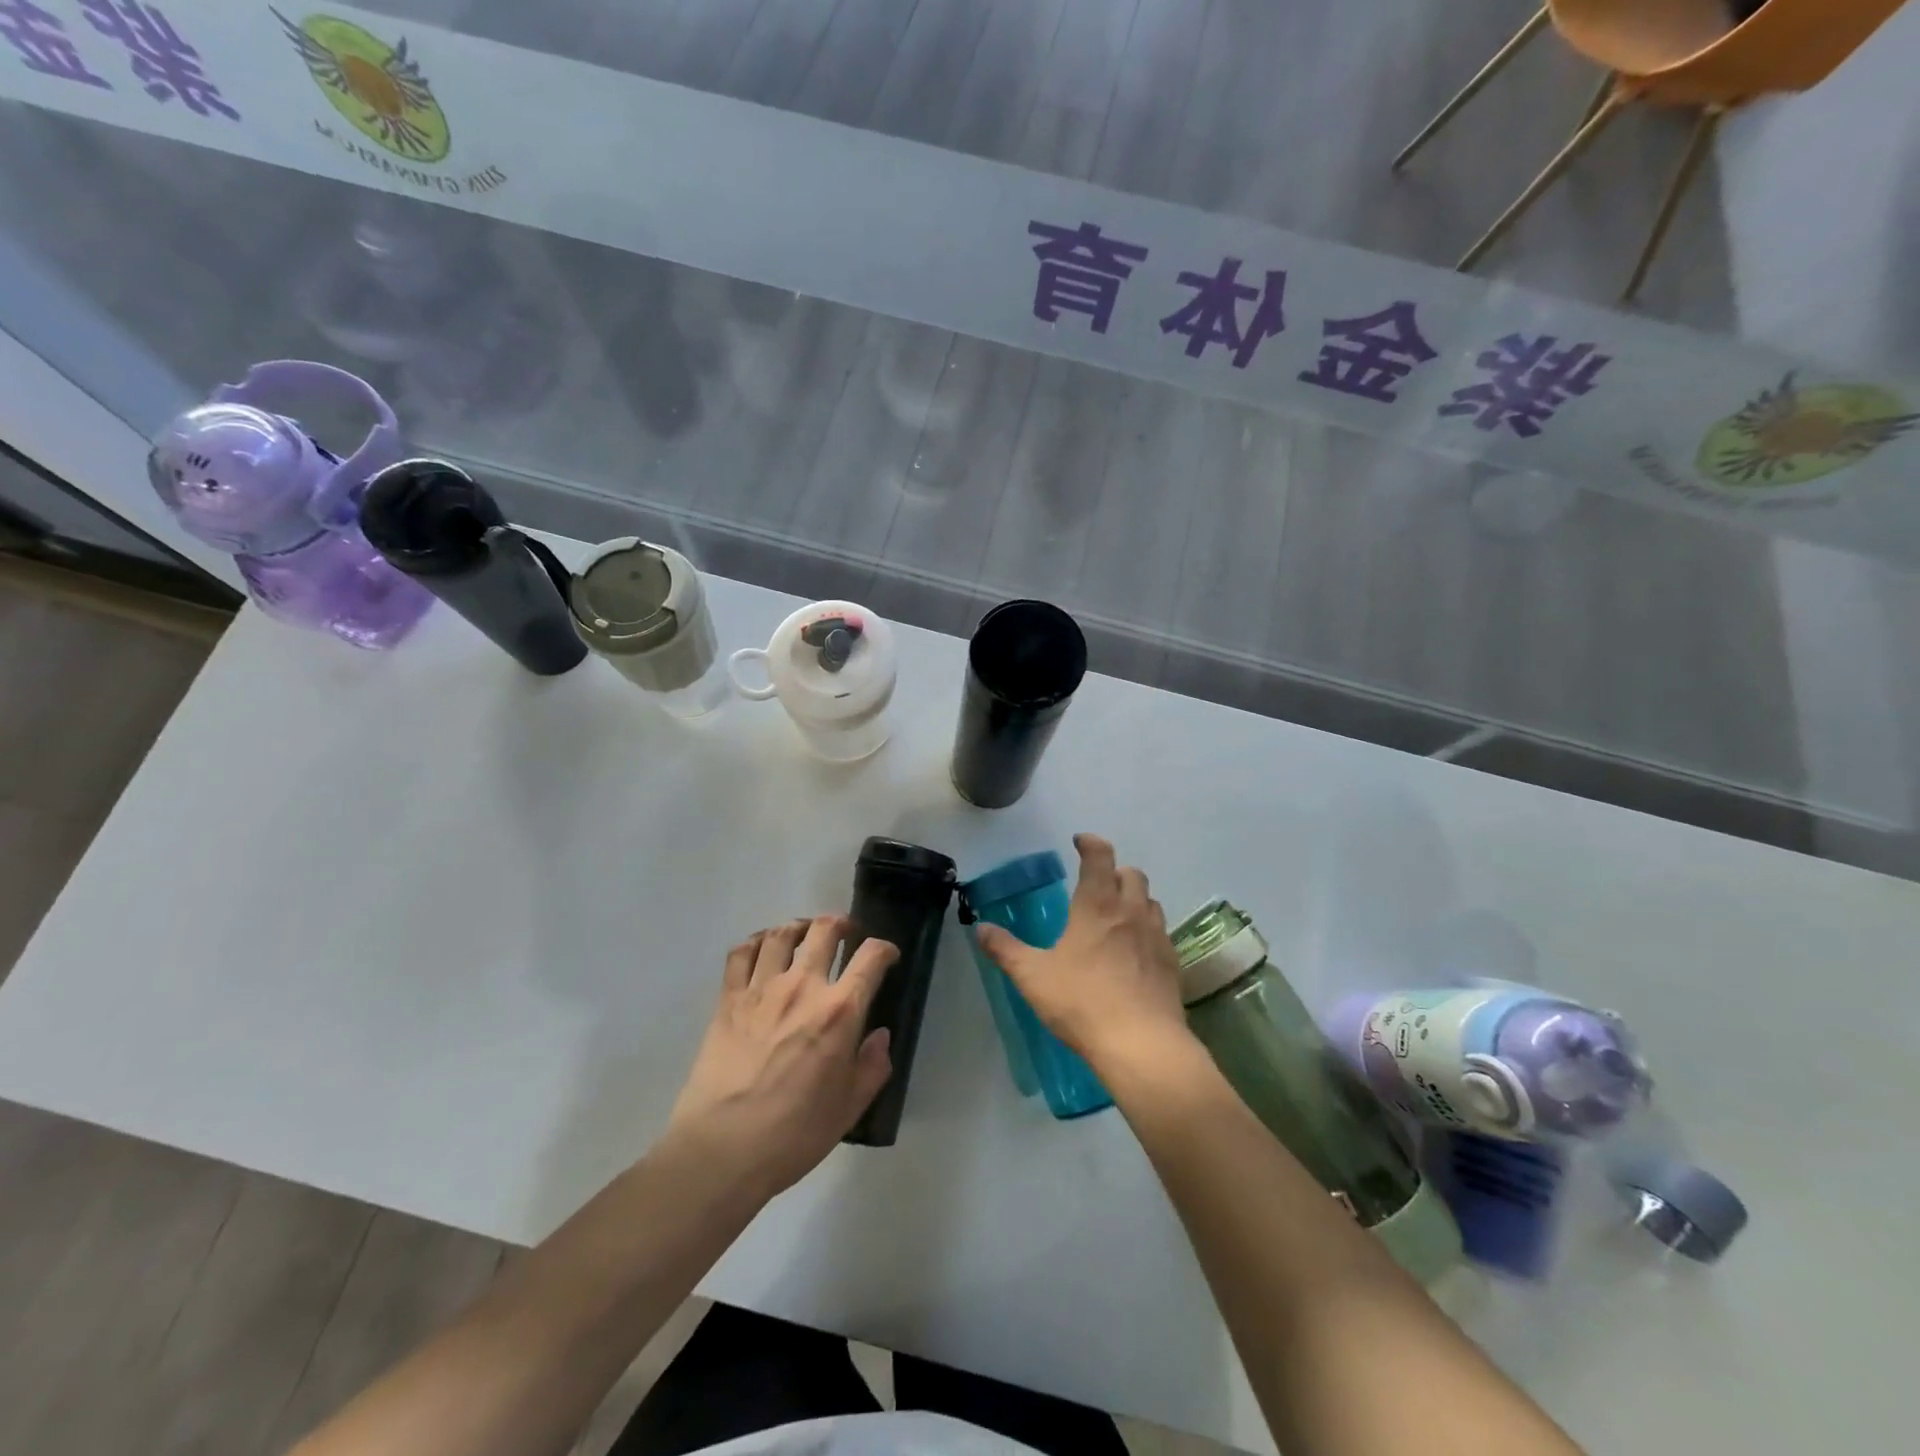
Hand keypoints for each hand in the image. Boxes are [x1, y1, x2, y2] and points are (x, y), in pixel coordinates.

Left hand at [666, 917, 895, 1200]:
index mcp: (840, 1012)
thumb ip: (872, 1067)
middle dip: (842, 924)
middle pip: (825, 930)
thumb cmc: (793, 1134)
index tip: (887, 956)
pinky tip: (763, 948)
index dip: (885, 949)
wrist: (722, 1149)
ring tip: (805, 933)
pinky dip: (756, 941)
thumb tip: (879, 1036)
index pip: (871, 958)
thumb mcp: (848, 1108)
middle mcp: (803, 987)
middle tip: (846, 933)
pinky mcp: (728, 999)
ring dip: (800, 926)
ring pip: (782, 934)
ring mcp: (762, 989)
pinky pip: (742, 953)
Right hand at [974, 834, 1190, 1072]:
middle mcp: (1130, 912)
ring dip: (1134, 899)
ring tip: (1117, 915)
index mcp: (1096, 905)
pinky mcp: (1171, 964)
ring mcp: (1156, 937)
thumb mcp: (1032, 976)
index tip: (1080, 842)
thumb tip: (981, 928)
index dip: (1090, 843)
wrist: (1141, 1044)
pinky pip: (1161, 933)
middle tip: (1097, 884)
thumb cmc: (1081, 1002)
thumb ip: (1005, 949)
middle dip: (1115, 871)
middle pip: (1132, 874)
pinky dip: (1147, 930)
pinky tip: (1135, 952)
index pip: (1100, 857)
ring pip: (1150, 901)